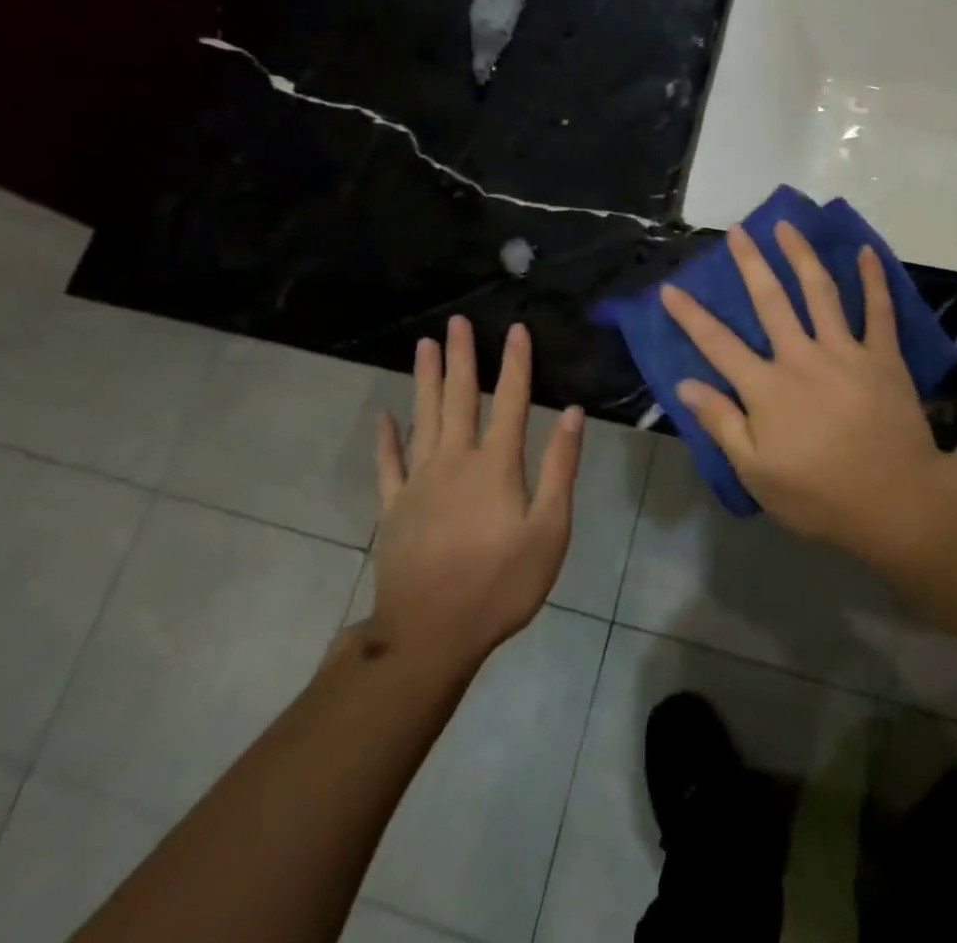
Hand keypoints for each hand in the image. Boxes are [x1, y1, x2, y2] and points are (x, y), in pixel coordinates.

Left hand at [358, 316, 583, 668]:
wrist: (430, 634)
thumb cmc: (500, 584)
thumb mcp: (549, 530)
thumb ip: (559, 468)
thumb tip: (572, 414)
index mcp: (496, 464)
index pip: (511, 400)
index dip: (515, 362)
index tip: (515, 329)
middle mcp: (455, 460)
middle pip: (460, 397)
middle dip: (462, 357)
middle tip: (456, 322)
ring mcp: (418, 481)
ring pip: (424, 418)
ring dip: (426, 380)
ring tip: (424, 346)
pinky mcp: (393, 507)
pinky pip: (388, 464)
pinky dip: (386, 438)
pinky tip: (384, 417)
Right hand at [660, 222, 949, 556]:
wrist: (896, 502)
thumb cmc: (820, 494)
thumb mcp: (756, 472)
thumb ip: (722, 423)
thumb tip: (685, 385)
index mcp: (767, 388)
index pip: (718, 344)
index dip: (690, 316)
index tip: (670, 289)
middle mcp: (802, 357)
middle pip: (770, 301)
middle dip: (750, 263)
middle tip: (737, 230)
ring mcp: (845, 352)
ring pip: (820, 292)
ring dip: (801, 256)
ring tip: (787, 226)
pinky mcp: (883, 357)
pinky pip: (879, 310)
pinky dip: (873, 279)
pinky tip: (866, 252)